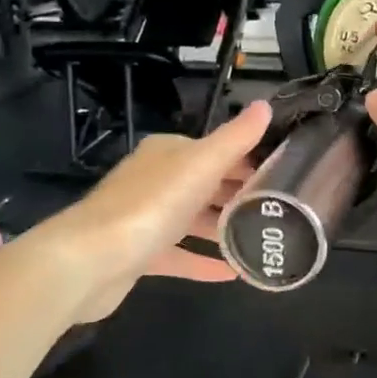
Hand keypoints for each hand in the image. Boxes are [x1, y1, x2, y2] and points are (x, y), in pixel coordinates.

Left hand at [53, 100, 271, 320]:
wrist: (90, 260)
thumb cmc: (151, 204)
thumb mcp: (202, 163)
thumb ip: (236, 138)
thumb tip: (266, 104)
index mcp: (168, 153)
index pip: (217, 150)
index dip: (250, 159)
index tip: (286, 174)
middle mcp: (156, 180)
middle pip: (207, 184)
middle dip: (240, 194)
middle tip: (282, 209)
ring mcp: (145, 218)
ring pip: (193, 219)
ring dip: (224, 227)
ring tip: (262, 238)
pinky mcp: (140, 254)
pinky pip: (180, 254)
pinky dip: (204, 260)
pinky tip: (233, 273)